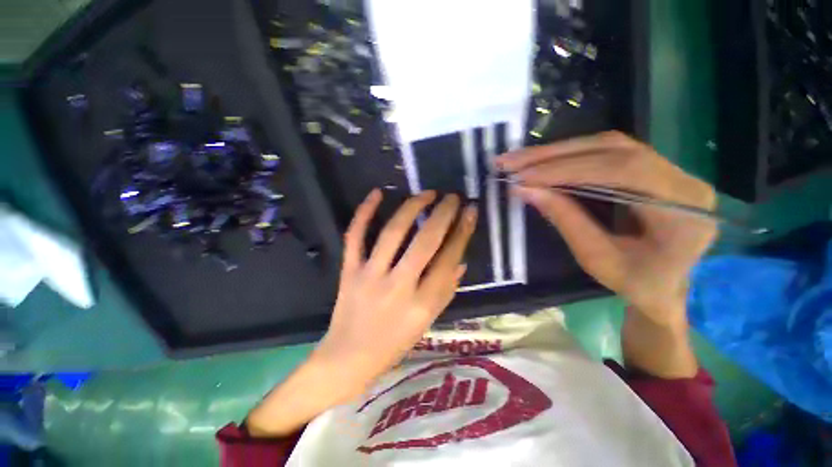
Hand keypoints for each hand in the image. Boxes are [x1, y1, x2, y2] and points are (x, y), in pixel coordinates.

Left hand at [315, 189, 477, 394]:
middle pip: (425, 242)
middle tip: (452, 197)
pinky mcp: (349, 270)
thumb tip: (461, 260)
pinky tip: (378, 193)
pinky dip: (364, 212)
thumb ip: (446, 290)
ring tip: (427, 193)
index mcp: (422, 304)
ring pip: (392, 233)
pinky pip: (355, 236)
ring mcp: (370, 275)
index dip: (462, 232)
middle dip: (442, 214)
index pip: (448, 259)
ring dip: (412, 208)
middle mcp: (398, 286)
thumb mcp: (428, 322)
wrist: (348, 357)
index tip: (470, 211)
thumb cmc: (394, 344)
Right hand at [496, 131, 716, 323]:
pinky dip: (569, 156)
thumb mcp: (597, 259)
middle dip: (553, 155)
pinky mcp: (651, 169)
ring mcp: (669, 169)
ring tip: (519, 159)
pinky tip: (542, 161)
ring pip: (607, 145)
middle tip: (511, 161)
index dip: (566, 170)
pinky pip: (607, 153)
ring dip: (557, 152)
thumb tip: (525, 190)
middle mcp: (682, 179)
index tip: (523, 177)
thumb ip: (565, 220)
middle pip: (612, 149)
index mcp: (682, 210)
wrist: (668, 287)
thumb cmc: (637, 284)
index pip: (621, 171)